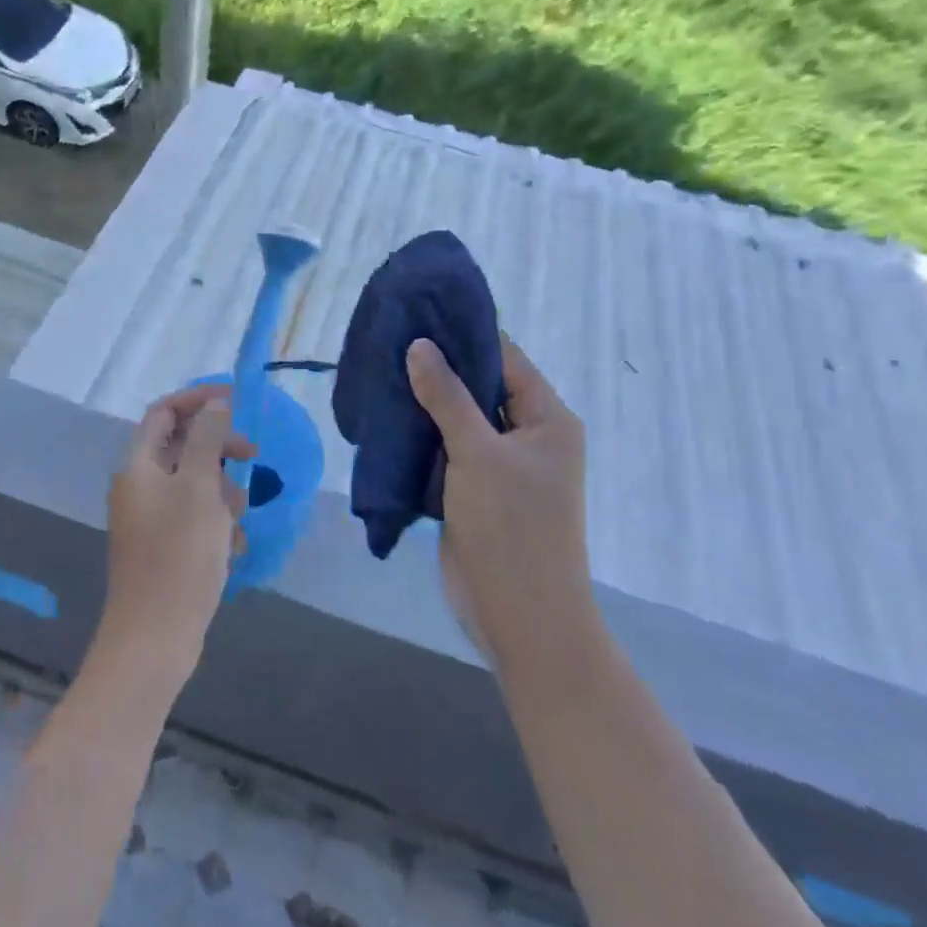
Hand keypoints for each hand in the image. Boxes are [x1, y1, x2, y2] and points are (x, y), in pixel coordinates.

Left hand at [100, 384, 255, 678]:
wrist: (154, 637)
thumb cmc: (179, 555)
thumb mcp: (200, 489)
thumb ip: (208, 440)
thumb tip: (215, 404)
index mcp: (138, 465)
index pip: (164, 413)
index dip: (198, 400)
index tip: (236, 402)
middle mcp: (139, 486)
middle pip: (180, 446)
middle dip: (218, 448)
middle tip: (253, 456)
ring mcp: (149, 519)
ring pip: (192, 483)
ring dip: (222, 489)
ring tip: (241, 514)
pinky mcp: (162, 547)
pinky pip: (193, 517)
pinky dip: (215, 521)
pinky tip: (234, 546)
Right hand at [406, 334, 589, 663]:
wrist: (521, 615)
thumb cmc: (512, 527)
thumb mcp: (478, 453)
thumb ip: (447, 396)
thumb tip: (419, 345)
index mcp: (546, 419)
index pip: (505, 359)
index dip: (464, 334)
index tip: (419, 312)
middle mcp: (528, 436)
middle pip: (480, 387)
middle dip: (438, 368)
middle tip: (389, 341)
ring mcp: (501, 465)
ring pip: (459, 420)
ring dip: (426, 403)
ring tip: (380, 372)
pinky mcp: (475, 490)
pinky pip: (446, 451)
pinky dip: (421, 436)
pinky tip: (386, 418)